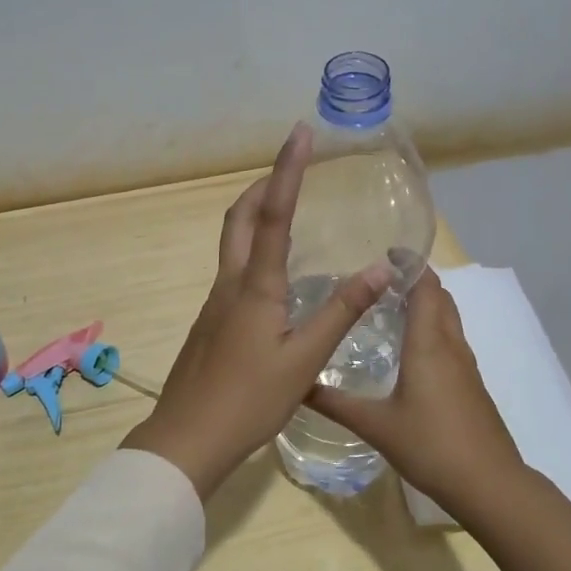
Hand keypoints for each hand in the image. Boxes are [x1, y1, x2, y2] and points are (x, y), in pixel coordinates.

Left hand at [122, 124, 392, 498]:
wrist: (187, 437)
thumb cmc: (248, 400)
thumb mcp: (304, 360)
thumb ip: (341, 312)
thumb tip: (382, 267)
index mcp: (254, 287)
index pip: (272, 214)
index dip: (287, 171)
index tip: (298, 133)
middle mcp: (229, 285)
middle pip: (238, 218)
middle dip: (262, 185)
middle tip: (291, 169)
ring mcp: (214, 304)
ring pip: (231, 244)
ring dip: (254, 216)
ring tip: (286, 211)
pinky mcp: (210, 324)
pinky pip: (232, 272)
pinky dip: (252, 252)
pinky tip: (275, 280)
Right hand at [308, 266, 523, 510]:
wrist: (488, 483)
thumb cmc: (431, 445)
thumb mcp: (375, 425)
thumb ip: (336, 403)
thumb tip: (298, 386)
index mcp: (429, 344)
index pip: (425, 287)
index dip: (409, 264)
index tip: (386, 252)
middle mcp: (451, 346)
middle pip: (440, 297)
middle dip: (416, 280)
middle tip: (380, 279)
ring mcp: (466, 366)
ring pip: (449, 319)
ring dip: (427, 303)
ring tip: (391, 305)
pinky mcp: (471, 384)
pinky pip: (452, 340)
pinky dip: (433, 328)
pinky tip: (411, 349)